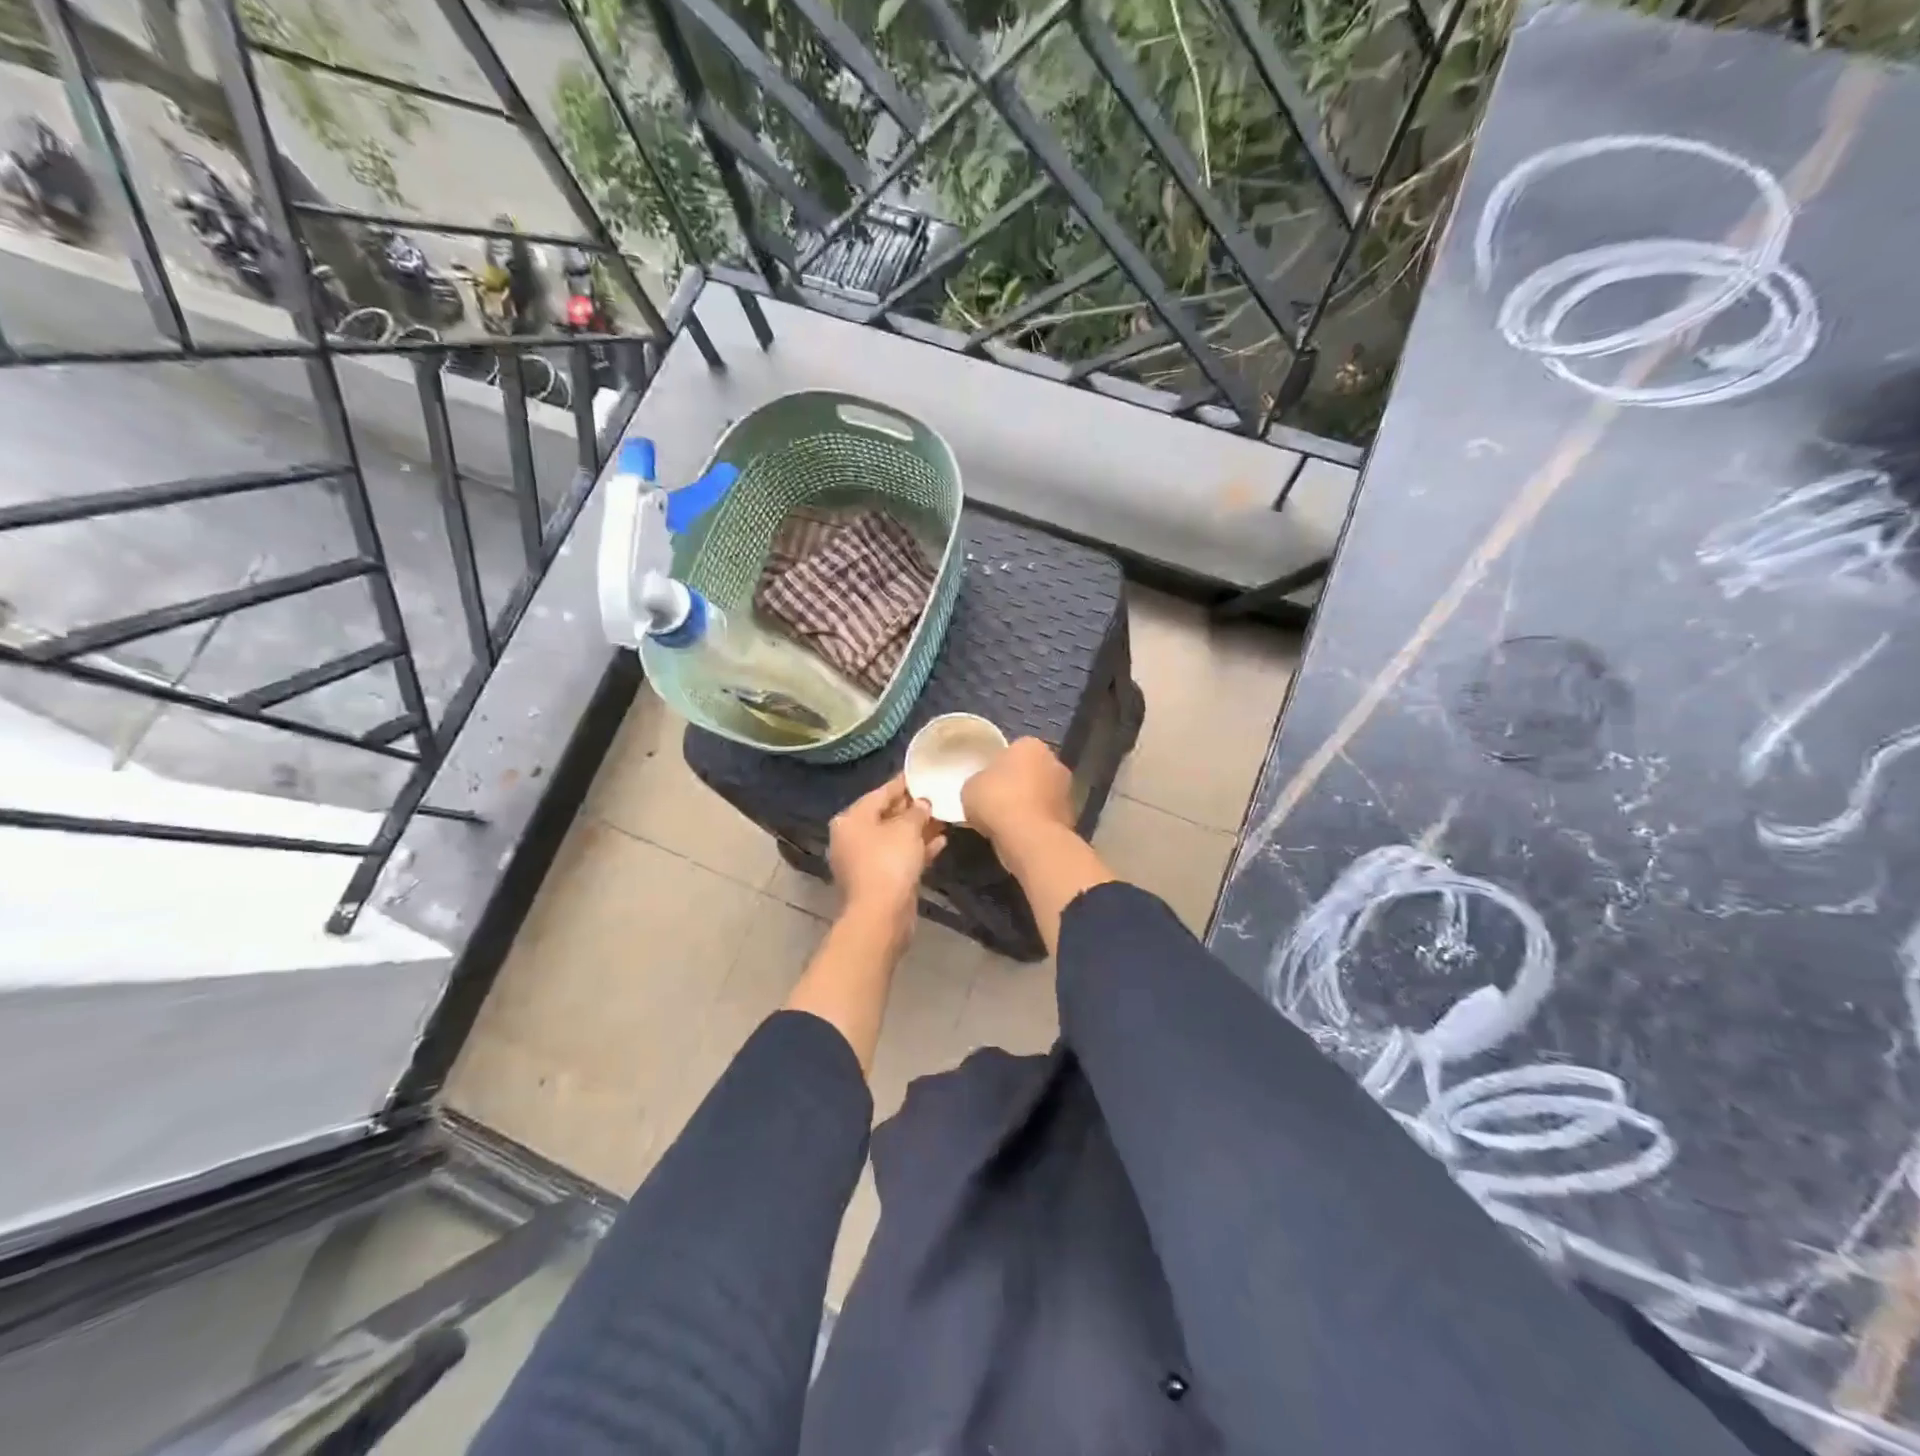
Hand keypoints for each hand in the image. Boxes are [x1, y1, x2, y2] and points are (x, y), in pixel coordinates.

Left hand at [829, 776, 945, 927]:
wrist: (880, 915)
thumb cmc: (889, 862)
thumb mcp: (907, 829)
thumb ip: (917, 811)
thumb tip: (922, 803)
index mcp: (851, 819)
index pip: (880, 793)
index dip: (903, 783)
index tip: (923, 773)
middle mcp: (852, 837)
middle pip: (886, 815)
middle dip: (913, 807)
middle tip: (938, 796)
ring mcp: (864, 860)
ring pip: (894, 837)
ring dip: (918, 829)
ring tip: (944, 817)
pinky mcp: (878, 879)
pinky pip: (898, 856)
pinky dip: (916, 849)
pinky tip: (941, 842)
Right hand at [961, 737, 1074, 848]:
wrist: (1029, 837)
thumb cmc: (997, 800)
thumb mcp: (970, 787)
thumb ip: (980, 781)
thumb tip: (985, 787)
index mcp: (1031, 745)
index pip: (1014, 750)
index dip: (999, 766)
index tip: (988, 783)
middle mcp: (1055, 762)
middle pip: (1032, 771)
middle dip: (1019, 783)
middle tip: (997, 801)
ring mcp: (1067, 790)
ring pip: (1042, 794)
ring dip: (1030, 804)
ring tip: (1007, 823)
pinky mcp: (1072, 817)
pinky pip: (1047, 817)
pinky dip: (1037, 823)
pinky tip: (1020, 835)